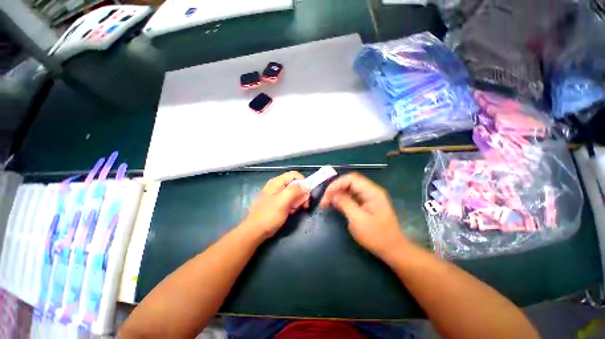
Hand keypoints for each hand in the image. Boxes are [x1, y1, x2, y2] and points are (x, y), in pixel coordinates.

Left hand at [243, 171, 309, 238]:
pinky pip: (290, 200)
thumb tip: (306, 185)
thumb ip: (295, 191)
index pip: (295, 175)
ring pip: (294, 193)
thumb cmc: (269, 215)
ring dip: (298, 201)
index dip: (303, 182)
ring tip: (294, 210)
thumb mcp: (283, 201)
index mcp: (277, 182)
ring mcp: (278, 194)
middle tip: (304, 204)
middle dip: (301, 194)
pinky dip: (293, 205)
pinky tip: (290, 212)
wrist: (256, 231)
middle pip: (296, 184)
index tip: (307, 193)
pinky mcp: (279, 202)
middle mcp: (278, 186)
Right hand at [320, 173, 407, 258]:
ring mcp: (368, 196)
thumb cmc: (377, 236)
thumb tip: (332, 195)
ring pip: (349, 188)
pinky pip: (351, 195)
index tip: (326, 195)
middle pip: (349, 181)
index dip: (337, 184)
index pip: (351, 179)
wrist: (393, 249)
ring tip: (327, 202)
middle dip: (335, 188)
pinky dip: (341, 198)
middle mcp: (371, 191)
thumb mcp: (358, 221)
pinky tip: (335, 204)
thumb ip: (345, 204)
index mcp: (372, 192)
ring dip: (337, 193)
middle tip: (325, 199)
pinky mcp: (365, 203)